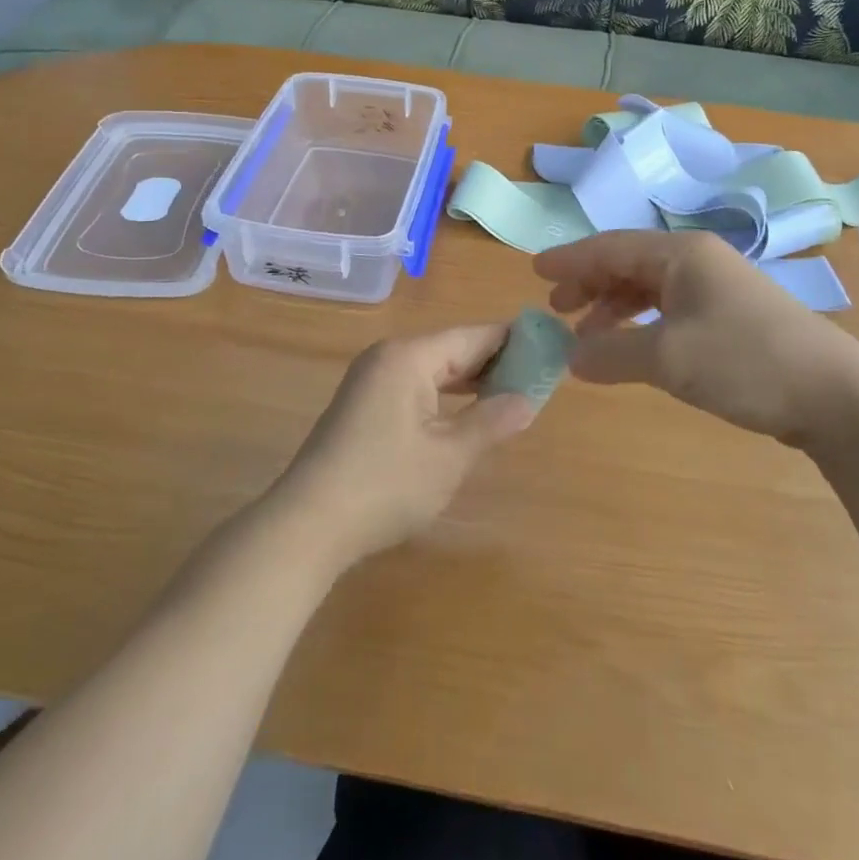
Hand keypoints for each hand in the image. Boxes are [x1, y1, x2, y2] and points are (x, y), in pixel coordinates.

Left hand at [271, 326, 537, 566]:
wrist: (308, 524)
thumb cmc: (386, 485)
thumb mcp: (449, 457)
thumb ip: (491, 422)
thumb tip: (527, 400)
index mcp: (409, 356)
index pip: (473, 335)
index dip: (513, 341)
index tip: (550, 347)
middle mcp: (388, 356)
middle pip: (452, 348)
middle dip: (494, 362)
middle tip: (538, 377)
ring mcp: (371, 379)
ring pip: (434, 368)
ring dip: (470, 380)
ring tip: (512, 393)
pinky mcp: (363, 404)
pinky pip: (415, 385)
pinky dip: (444, 395)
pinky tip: (466, 412)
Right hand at [535, 230, 858, 449]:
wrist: (836, 396)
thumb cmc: (745, 361)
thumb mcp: (667, 358)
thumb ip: (609, 352)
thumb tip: (570, 356)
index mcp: (681, 253)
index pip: (610, 246)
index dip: (570, 258)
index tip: (534, 271)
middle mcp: (697, 261)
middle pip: (628, 263)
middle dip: (589, 283)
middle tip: (556, 308)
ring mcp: (717, 289)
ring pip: (648, 288)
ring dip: (613, 307)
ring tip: (585, 335)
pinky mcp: (730, 318)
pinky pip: (668, 310)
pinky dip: (640, 325)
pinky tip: (629, 348)